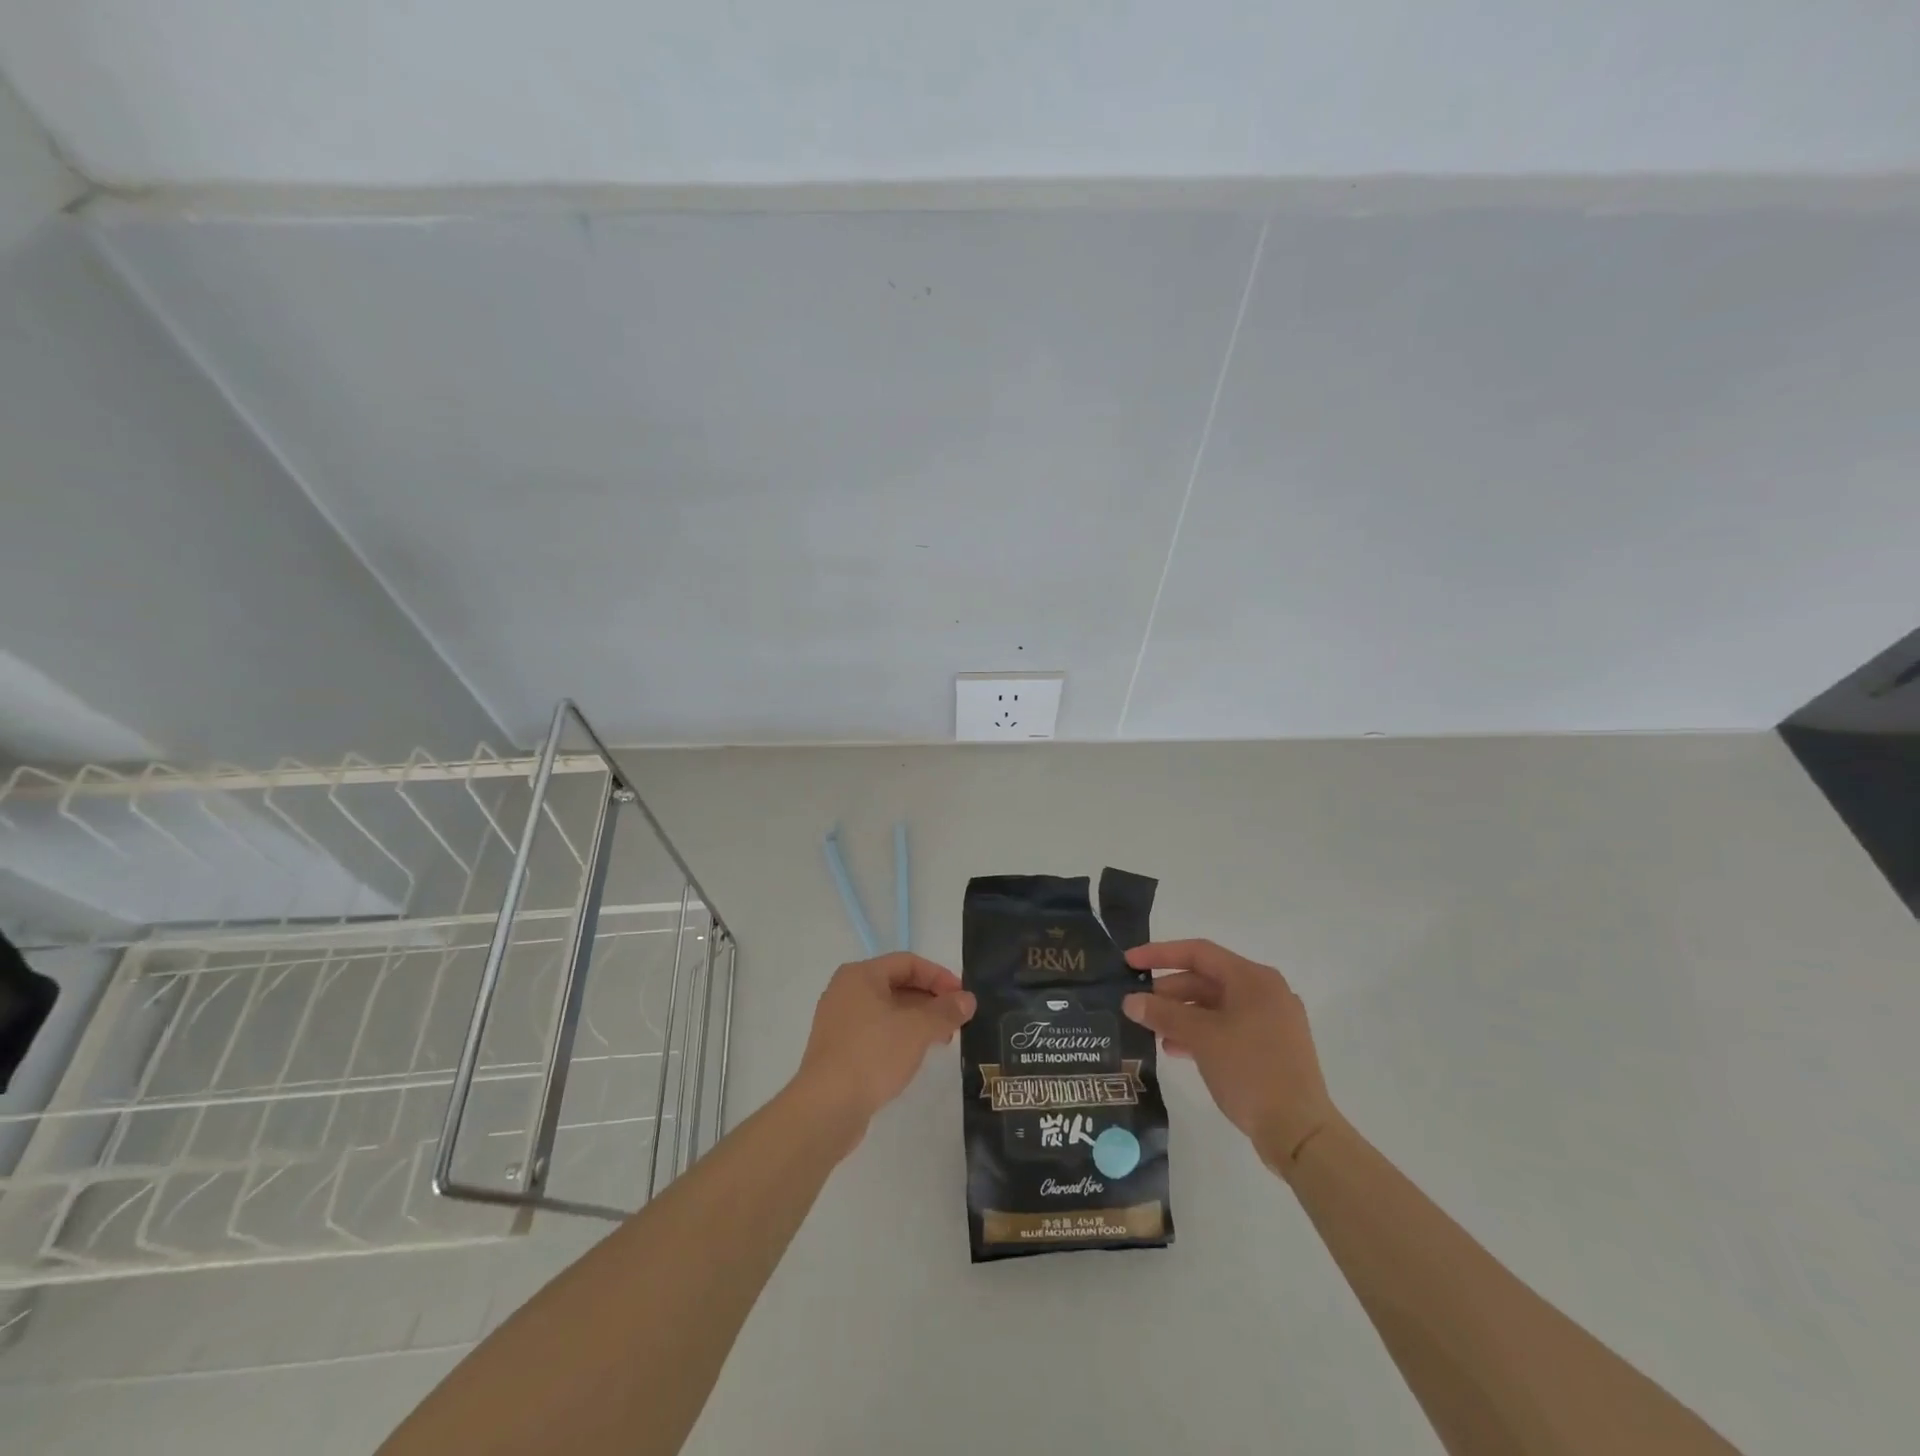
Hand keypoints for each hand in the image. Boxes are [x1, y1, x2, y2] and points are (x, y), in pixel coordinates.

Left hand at [792, 953, 975, 1142]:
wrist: (826, 1107)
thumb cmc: (873, 1054)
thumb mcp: (917, 1029)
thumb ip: (946, 1011)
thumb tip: (968, 1000)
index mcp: (860, 975)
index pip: (908, 963)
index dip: (939, 976)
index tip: (963, 997)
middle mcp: (846, 991)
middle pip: (897, 984)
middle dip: (930, 1000)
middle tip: (957, 1020)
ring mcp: (839, 1021)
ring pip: (887, 1010)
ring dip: (918, 1020)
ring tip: (943, 1040)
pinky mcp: (838, 1049)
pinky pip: (876, 1031)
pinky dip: (899, 1036)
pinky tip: (916, 1055)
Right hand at [1123, 939, 1337, 1176]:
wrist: (1300, 1132)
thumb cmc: (1251, 1070)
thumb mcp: (1201, 1037)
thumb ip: (1164, 1014)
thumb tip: (1130, 1001)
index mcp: (1253, 979)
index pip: (1198, 952)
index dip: (1160, 954)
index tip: (1129, 963)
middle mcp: (1265, 992)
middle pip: (1207, 979)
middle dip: (1169, 991)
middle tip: (1138, 1004)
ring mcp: (1271, 1021)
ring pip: (1216, 1006)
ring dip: (1182, 1015)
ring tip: (1153, 1031)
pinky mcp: (1271, 1048)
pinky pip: (1227, 1028)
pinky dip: (1201, 1033)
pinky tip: (1176, 1049)